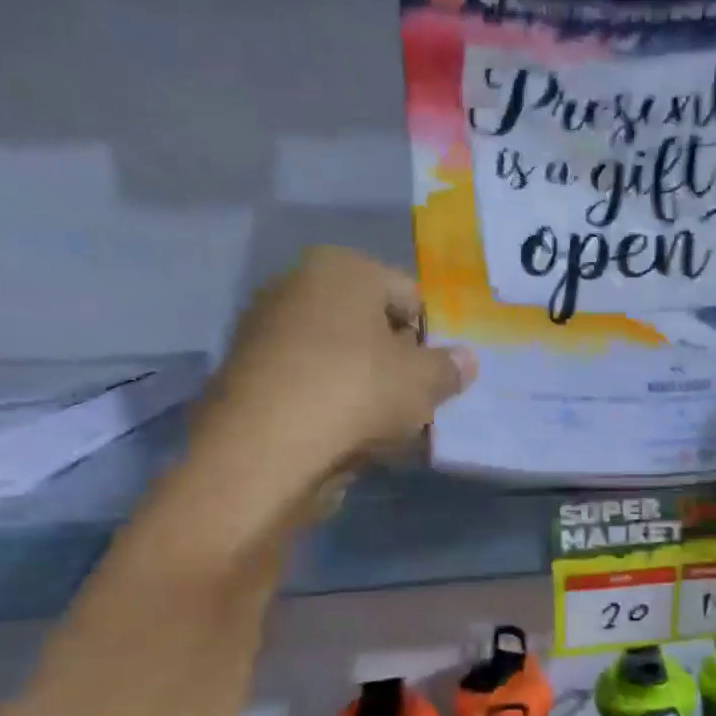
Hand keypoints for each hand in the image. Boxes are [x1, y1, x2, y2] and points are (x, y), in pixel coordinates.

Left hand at [194, 247, 475, 482]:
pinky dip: (330, 406)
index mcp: (342, 268)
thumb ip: (449, 369)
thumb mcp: (423, 382)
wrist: (265, 447)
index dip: (432, 338)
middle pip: (370, 326)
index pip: (409, 295)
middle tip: (416, 404)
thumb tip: (466, 360)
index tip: (438, 378)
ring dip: (365, 388)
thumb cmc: (356, 392)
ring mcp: (267, 331)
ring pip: (339, 359)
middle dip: (396, 363)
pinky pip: (309, 385)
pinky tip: (346, 439)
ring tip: (384, 430)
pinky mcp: (249, 377)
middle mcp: (297, 286)